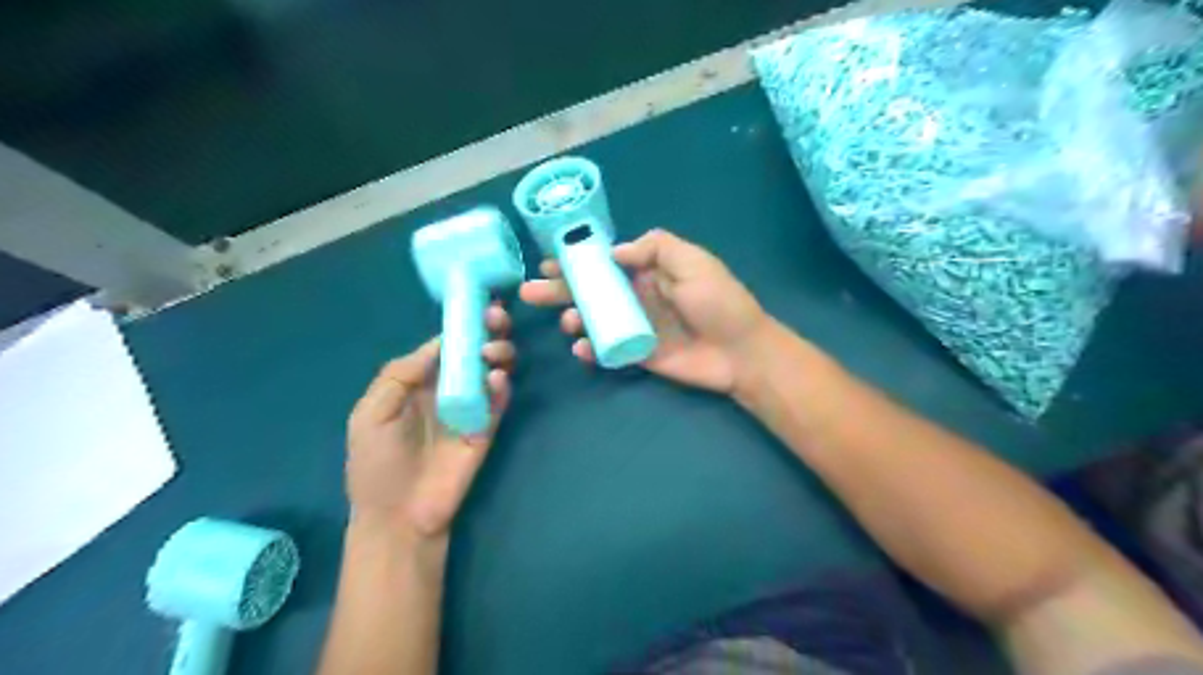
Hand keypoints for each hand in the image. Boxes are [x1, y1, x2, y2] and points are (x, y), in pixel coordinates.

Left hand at [349, 306, 516, 542]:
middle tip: (496, 318)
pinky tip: (496, 379)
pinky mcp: (488, 428)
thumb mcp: (371, 413)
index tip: (476, 304)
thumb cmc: (377, 463)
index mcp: (417, 383)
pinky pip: (499, 400)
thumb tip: (438, 342)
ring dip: (497, 353)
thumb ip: (399, 375)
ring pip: (491, 370)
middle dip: (486, 331)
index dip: (459, 325)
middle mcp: (447, 389)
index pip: (444, 345)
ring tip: (494, 350)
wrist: (399, 516)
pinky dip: (502, 385)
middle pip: (472, 352)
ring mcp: (470, 408)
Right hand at [521, 230, 774, 393]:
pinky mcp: (638, 355)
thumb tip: (615, 251)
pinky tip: (582, 349)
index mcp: (649, 272)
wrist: (741, 352)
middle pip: (592, 292)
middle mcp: (638, 297)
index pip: (605, 263)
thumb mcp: (693, 261)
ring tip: (569, 322)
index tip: (550, 262)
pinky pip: (607, 350)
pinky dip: (590, 350)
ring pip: (594, 321)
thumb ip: (655, 248)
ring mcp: (636, 328)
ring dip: (575, 320)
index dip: (577, 262)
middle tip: (531, 293)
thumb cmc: (718, 302)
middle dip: (561, 291)